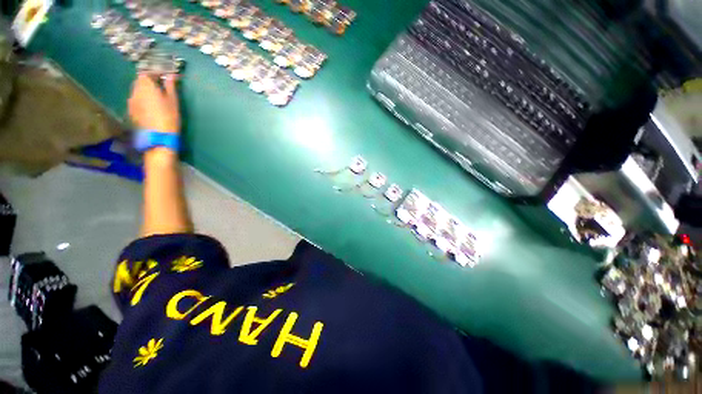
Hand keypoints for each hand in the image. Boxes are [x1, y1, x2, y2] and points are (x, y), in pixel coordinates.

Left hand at [128, 73, 179, 133]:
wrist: (158, 136)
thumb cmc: (169, 116)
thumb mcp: (173, 101)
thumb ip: (170, 86)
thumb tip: (171, 75)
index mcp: (146, 85)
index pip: (148, 73)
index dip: (156, 74)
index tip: (165, 78)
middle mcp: (135, 90)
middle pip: (140, 81)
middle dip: (149, 82)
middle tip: (160, 88)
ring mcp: (131, 101)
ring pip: (137, 91)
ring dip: (145, 91)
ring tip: (155, 98)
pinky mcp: (130, 110)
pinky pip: (136, 100)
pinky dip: (142, 100)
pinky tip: (150, 107)